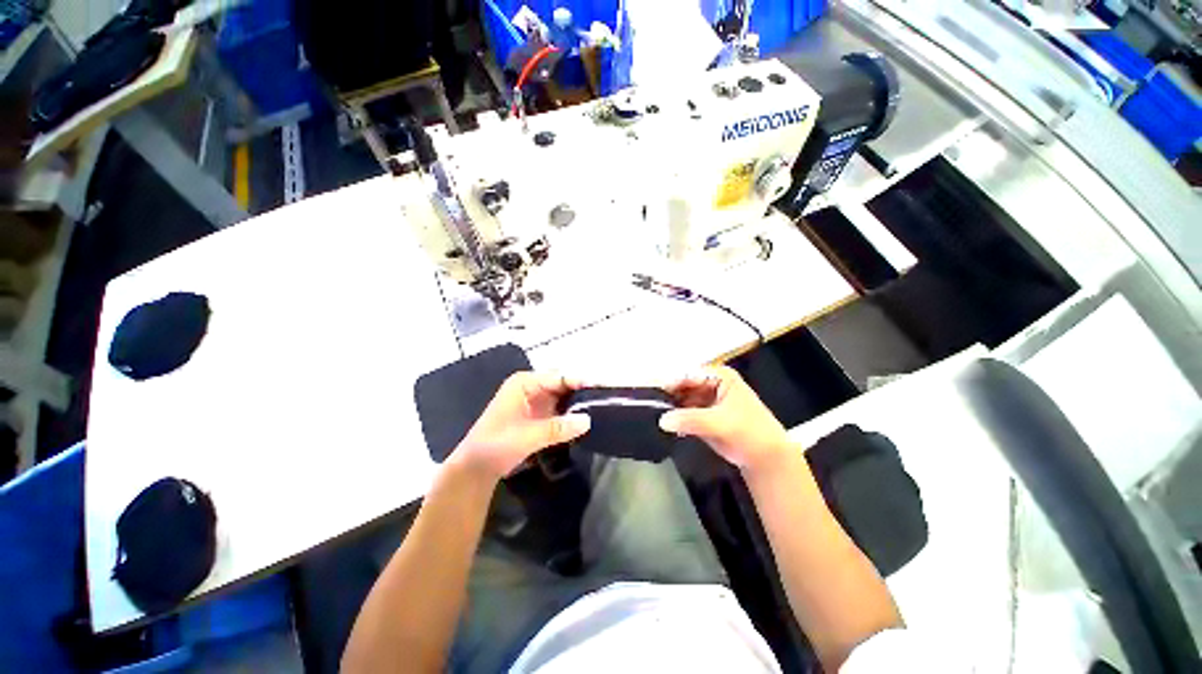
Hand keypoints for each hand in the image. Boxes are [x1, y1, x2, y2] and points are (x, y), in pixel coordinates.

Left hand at [449, 372, 590, 480]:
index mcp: (525, 383)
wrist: (476, 468)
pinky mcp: (538, 414)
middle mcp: (532, 386)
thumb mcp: (527, 436)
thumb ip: (558, 427)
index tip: (602, 386)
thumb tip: (588, 420)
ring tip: (602, 405)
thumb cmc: (496, 445)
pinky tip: (586, 418)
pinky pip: (560, 408)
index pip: (559, 376)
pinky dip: (572, 412)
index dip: (580, 380)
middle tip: (606, 396)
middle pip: (563, 383)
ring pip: (563, 395)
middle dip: (582, 389)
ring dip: (579, 401)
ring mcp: (535, 400)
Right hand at [660, 366, 793, 474]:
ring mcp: (706, 399)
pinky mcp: (702, 415)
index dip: (669, 382)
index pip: (688, 374)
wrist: (767, 459)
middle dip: (667, 395)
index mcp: (719, 376)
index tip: (650, 391)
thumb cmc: (750, 433)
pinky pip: (683, 413)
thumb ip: (691, 419)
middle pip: (682, 385)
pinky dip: (674, 418)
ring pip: (680, 399)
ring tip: (651, 414)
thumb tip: (662, 420)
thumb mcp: (721, 423)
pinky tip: (664, 425)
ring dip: (669, 407)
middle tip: (647, 403)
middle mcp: (710, 383)